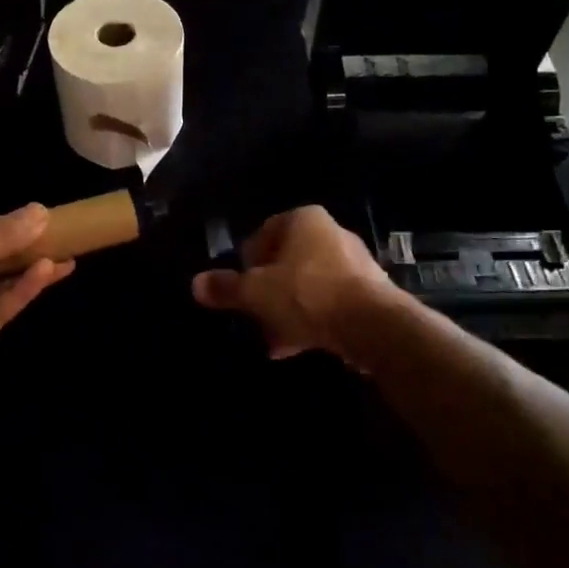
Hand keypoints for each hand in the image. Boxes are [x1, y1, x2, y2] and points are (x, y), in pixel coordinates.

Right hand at [191, 206, 393, 359]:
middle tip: (253, 315)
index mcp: (304, 220)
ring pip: (306, 286)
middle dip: (267, 291)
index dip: (246, 261)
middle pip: (286, 261)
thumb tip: (196, 284)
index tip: (240, 287)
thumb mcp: (255, 293)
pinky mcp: (367, 294)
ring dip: (286, 310)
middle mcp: (331, 233)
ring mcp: (353, 264)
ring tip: (271, 339)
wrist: (372, 326)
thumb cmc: (306, 294)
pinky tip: (293, 346)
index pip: (263, 232)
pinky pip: (327, 304)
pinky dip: (309, 321)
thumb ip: (225, 288)